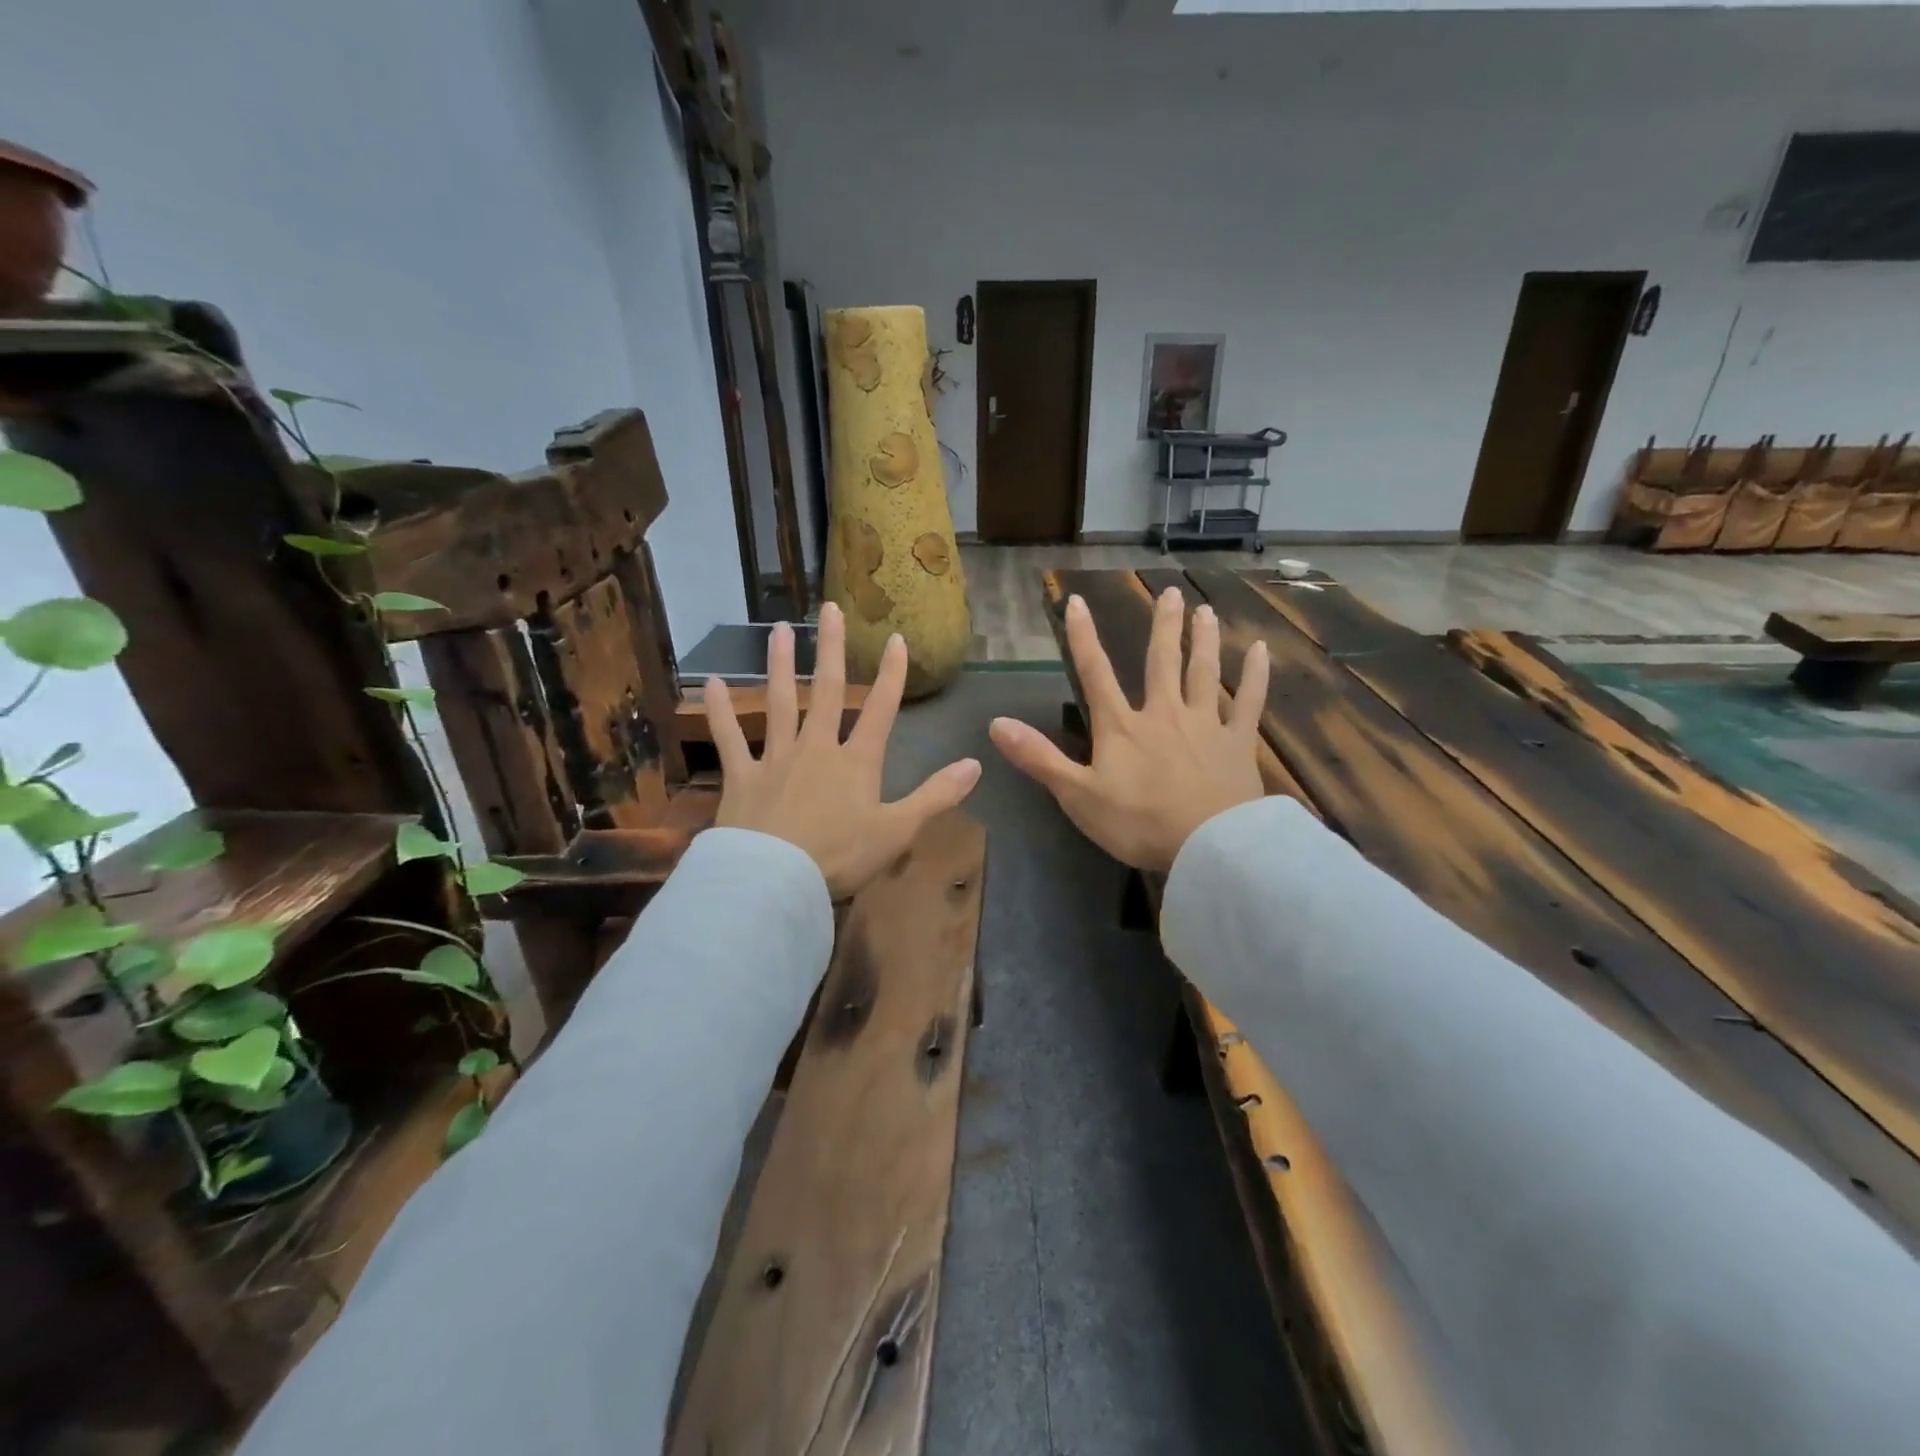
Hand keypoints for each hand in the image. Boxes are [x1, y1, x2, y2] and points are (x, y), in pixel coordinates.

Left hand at [705, 603, 981, 898]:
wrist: (776, 880)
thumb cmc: (841, 857)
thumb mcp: (898, 830)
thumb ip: (936, 795)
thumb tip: (976, 763)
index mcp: (857, 762)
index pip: (881, 709)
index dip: (891, 674)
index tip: (896, 639)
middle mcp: (817, 748)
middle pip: (828, 691)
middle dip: (832, 649)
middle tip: (830, 608)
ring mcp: (777, 758)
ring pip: (780, 702)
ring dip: (781, 665)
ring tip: (780, 630)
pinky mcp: (742, 775)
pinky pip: (729, 737)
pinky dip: (719, 710)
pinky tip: (709, 682)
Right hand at [990, 587, 1269, 872]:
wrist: (1208, 845)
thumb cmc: (1138, 822)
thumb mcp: (1077, 795)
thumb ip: (1038, 758)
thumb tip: (996, 724)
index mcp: (1122, 727)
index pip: (1095, 673)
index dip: (1083, 637)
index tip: (1077, 602)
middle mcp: (1163, 713)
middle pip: (1161, 662)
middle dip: (1162, 627)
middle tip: (1170, 593)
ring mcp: (1204, 725)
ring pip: (1203, 672)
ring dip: (1203, 640)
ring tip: (1205, 611)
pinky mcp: (1238, 743)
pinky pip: (1248, 702)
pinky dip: (1256, 676)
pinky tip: (1261, 651)